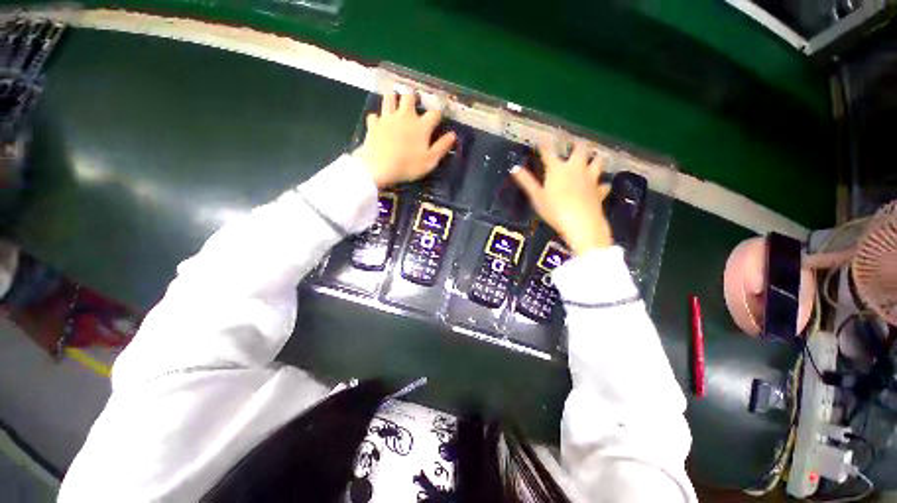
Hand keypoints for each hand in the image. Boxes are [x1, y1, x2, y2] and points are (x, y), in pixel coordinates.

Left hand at [354, 92, 456, 187]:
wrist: (380, 168)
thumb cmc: (408, 166)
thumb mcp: (430, 160)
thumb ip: (442, 147)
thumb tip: (453, 135)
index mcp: (421, 126)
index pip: (434, 112)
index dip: (439, 111)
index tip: (440, 113)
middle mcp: (405, 116)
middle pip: (409, 96)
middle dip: (413, 97)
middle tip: (414, 101)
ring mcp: (387, 118)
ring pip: (389, 98)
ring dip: (393, 98)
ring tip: (395, 102)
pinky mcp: (374, 124)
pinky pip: (374, 115)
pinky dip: (378, 118)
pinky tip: (379, 123)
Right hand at [511, 142, 611, 255]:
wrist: (580, 223)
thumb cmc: (554, 209)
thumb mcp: (537, 196)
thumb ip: (526, 182)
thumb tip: (514, 169)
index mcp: (558, 169)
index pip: (549, 153)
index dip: (544, 146)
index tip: (542, 140)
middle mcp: (576, 169)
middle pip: (580, 150)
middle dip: (577, 146)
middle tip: (574, 146)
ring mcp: (591, 179)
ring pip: (597, 162)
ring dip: (594, 160)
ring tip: (592, 161)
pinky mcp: (600, 192)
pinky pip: (604, 185)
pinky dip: (601, 185)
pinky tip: (600, 187)